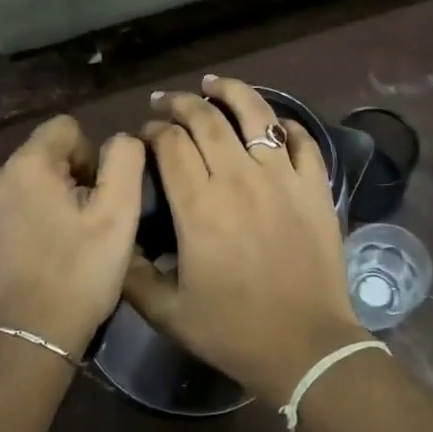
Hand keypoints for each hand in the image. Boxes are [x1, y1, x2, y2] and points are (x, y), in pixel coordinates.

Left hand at [0, 116, 145, 360]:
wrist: (25, 343)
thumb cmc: (78, 274)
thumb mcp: (118, 215)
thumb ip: (124, 159)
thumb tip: (119, 141)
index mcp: (26, 165)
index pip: (66, 128)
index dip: (91, 155)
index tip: (99, 196)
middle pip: (45, 156)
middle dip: (71, 180)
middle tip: (87, 225)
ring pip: (26, 185)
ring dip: (49, 202)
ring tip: (65, 244)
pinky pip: (7, 212)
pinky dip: (27, 224)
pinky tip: (40, 260)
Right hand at [124, 76, 367, 406]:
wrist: (306, 347)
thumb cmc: (233, 331)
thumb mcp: (167, 312)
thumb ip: (132, 274)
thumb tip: (117, 238)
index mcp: (199, 206)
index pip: (170, 144)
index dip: (153, 131)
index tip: (145, 133)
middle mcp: (239, 179)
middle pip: (207, 119)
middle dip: (181, 103)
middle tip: (168, 102)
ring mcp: (283, 178)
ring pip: (256, 115)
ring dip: (232, 91)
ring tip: (215, 83)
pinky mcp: (315, 187)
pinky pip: (302, 140)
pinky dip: (285, 124)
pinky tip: (272, 123)